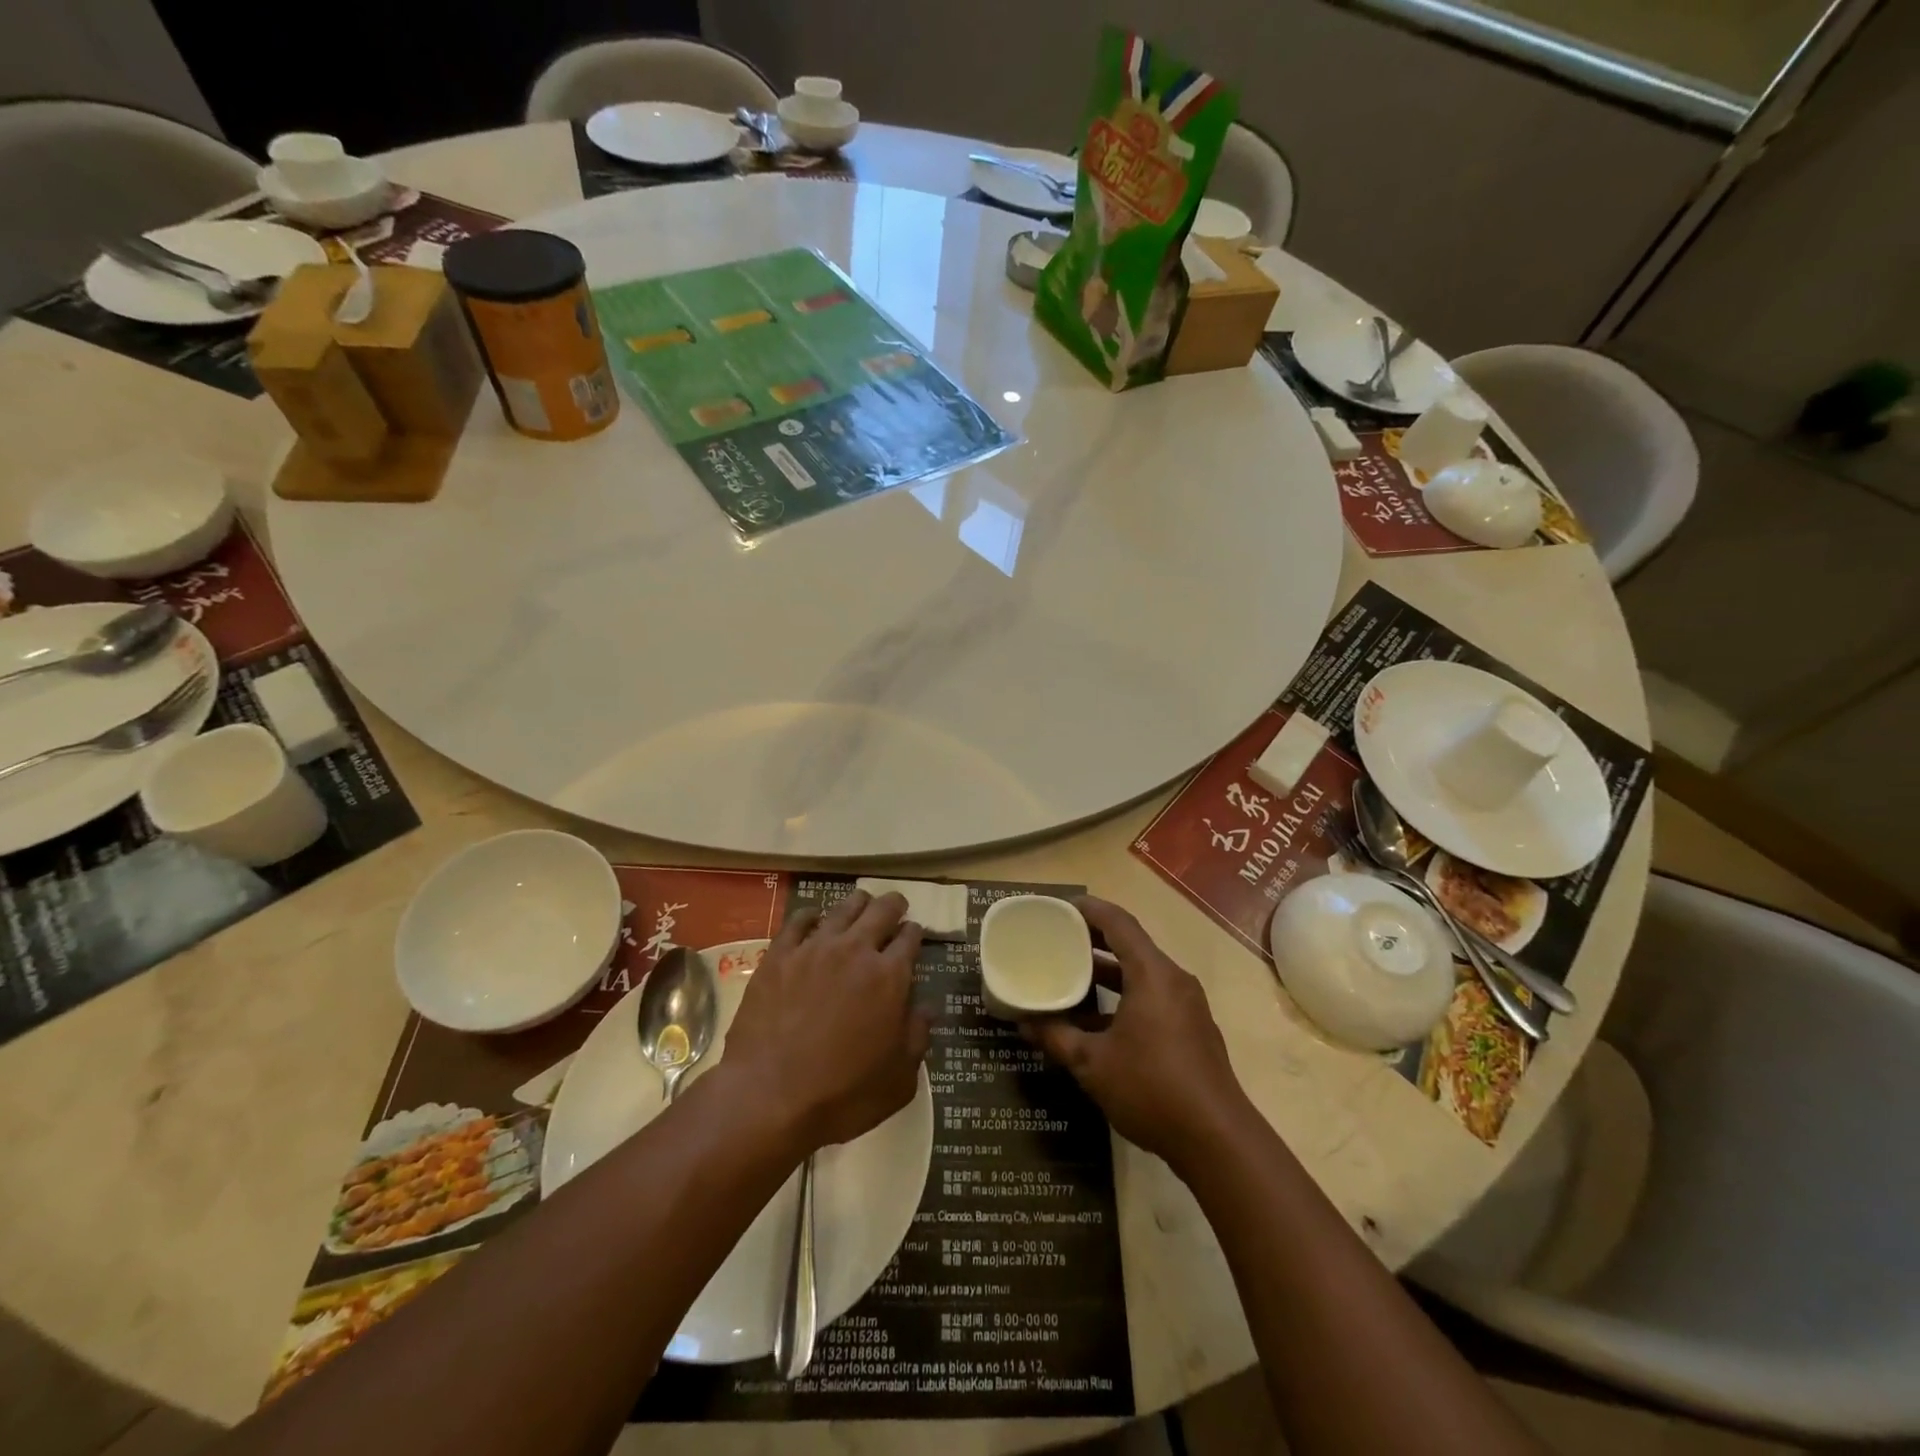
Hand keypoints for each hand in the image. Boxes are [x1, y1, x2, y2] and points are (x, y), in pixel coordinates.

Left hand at [720, 889, 929, 1154]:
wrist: (769, 1096)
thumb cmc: (843, 1094)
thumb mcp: (900, 1079)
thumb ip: (918, 1037)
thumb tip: (926, 1008)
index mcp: (891, 976)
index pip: (910, 937)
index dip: (915, 933)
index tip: (914, 934)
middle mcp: (856, 950)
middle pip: (881, 910)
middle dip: (893, 905)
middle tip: (895, 906)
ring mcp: (815, 948)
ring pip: (843, 908)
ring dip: (857, 904)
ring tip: (861, 904)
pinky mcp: (779, 955)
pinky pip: (798, 920)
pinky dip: (811, 915)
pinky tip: (814, 918)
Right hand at [1023, 896, 1249, 1170]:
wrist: (1217, 1140)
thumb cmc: (1151, 1088)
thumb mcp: (1092, 1063)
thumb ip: (1056, 1037)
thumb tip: (1024, 1023)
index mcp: (1153, 974)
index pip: (1119, 923)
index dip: (1090, 910)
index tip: (1061, 907)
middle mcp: (1173, 980)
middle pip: (1132, 944)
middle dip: (1095, 938)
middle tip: (1059, 937)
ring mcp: (1187, 1005)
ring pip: (1142, 972)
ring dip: (1109, 970)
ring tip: (1072, 973)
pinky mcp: (1192, 1029)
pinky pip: (1153, 995)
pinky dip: (1125, 994)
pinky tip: (1098, 1018)